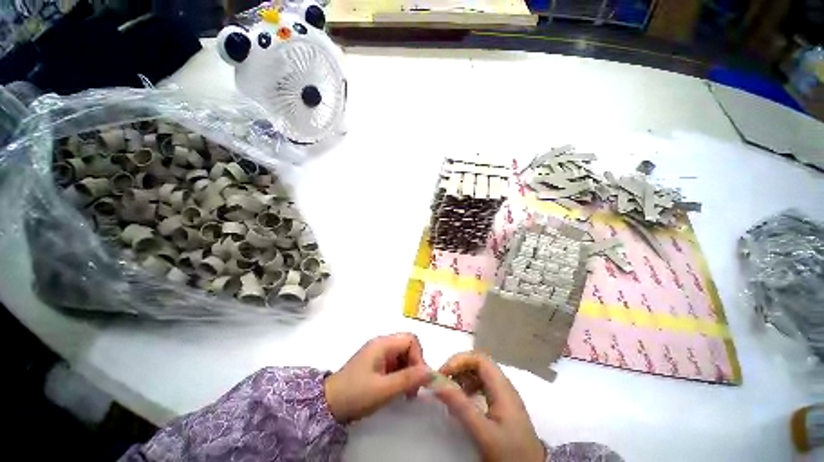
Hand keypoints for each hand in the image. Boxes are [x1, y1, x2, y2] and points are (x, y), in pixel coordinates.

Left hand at [324, 333, 431, 423]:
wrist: (328, 405)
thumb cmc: (356, 394)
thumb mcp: (384, 389)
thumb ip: (408, 379)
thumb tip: (431, 372)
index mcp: (383, 344)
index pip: (410, 340)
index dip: (418, 357)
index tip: (418, 379)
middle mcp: (382, 344)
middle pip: (408, 346)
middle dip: (415, 365)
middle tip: (414, 389)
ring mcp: (378, 353)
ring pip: (403, 355)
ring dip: (409, 371)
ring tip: (406, 393)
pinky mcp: (376, 363)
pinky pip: (395, 363)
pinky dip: (401, 375)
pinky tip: (398, 390)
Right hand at [433, 352, 544, 461]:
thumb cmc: (510, 453)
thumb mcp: (484, 432)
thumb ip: (461, 407)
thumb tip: (437, 383)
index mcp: (502, 387)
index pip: (479, 359)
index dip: (460, 360)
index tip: (443, 374)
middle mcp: (504, 386)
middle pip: (479, 364)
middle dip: (459, 367)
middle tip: (443, 381)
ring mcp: (503, 396)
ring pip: (480, 375)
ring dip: (463, 377)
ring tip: (450, 391)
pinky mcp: (502, 406)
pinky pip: (482, 387)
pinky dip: (468, 388)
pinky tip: (462, 401)